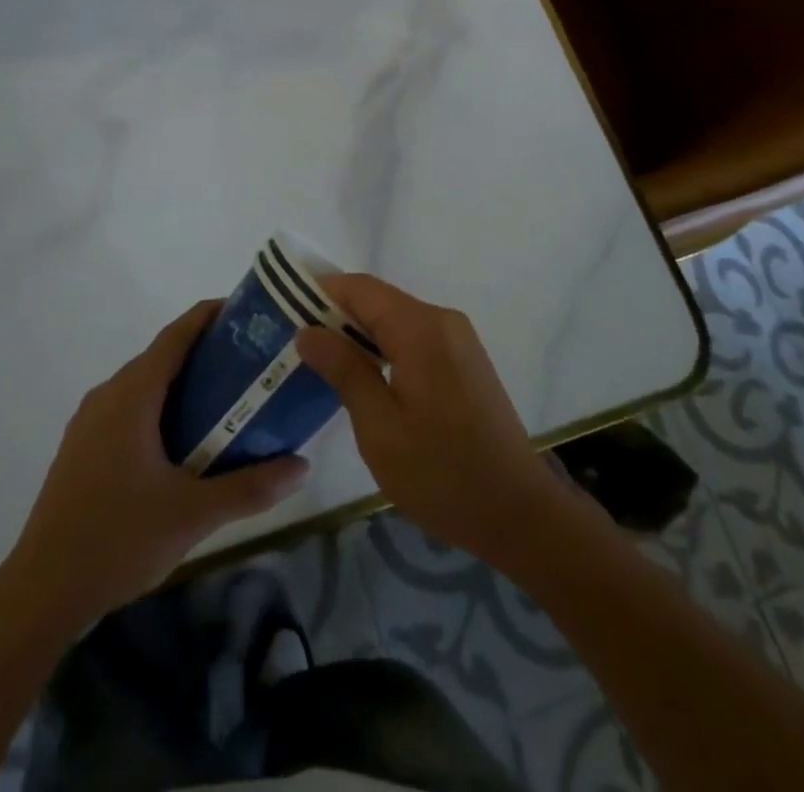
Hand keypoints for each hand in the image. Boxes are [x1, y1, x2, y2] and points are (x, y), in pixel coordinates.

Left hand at [3, 300, 308, 632]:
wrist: (41, 590)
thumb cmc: (117, 539)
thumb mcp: (192, 514)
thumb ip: (250, 487)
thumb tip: (303, 467)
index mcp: (132, 395)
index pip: (175, 335)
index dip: (209, 315)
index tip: (246, 311)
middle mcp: (107, 395)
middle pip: (161, 356)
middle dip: (204, 352)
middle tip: (250, 363)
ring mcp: (89, 421)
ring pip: (143, 384)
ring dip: (181, 382)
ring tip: (225, 399)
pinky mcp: (82, 446)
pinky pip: (128, 408)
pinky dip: (159, 406)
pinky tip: (183, 441)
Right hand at [296, 274, 577, 565]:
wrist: (519, 513)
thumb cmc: (442, 474)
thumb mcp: (379, 427)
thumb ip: (343, 370)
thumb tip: (307, 331)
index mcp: (421, 329)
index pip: (360, 288)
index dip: (321, 292)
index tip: (283, 309)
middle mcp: (442, 321)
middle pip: (378, 301)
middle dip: (336, 315)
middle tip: (295, 342)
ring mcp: (458, 341)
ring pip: (395, 320)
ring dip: (359, 334)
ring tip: (320, 361)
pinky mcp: (465, 361)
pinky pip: (414, 338)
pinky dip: (384, 348)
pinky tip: (362, 376)